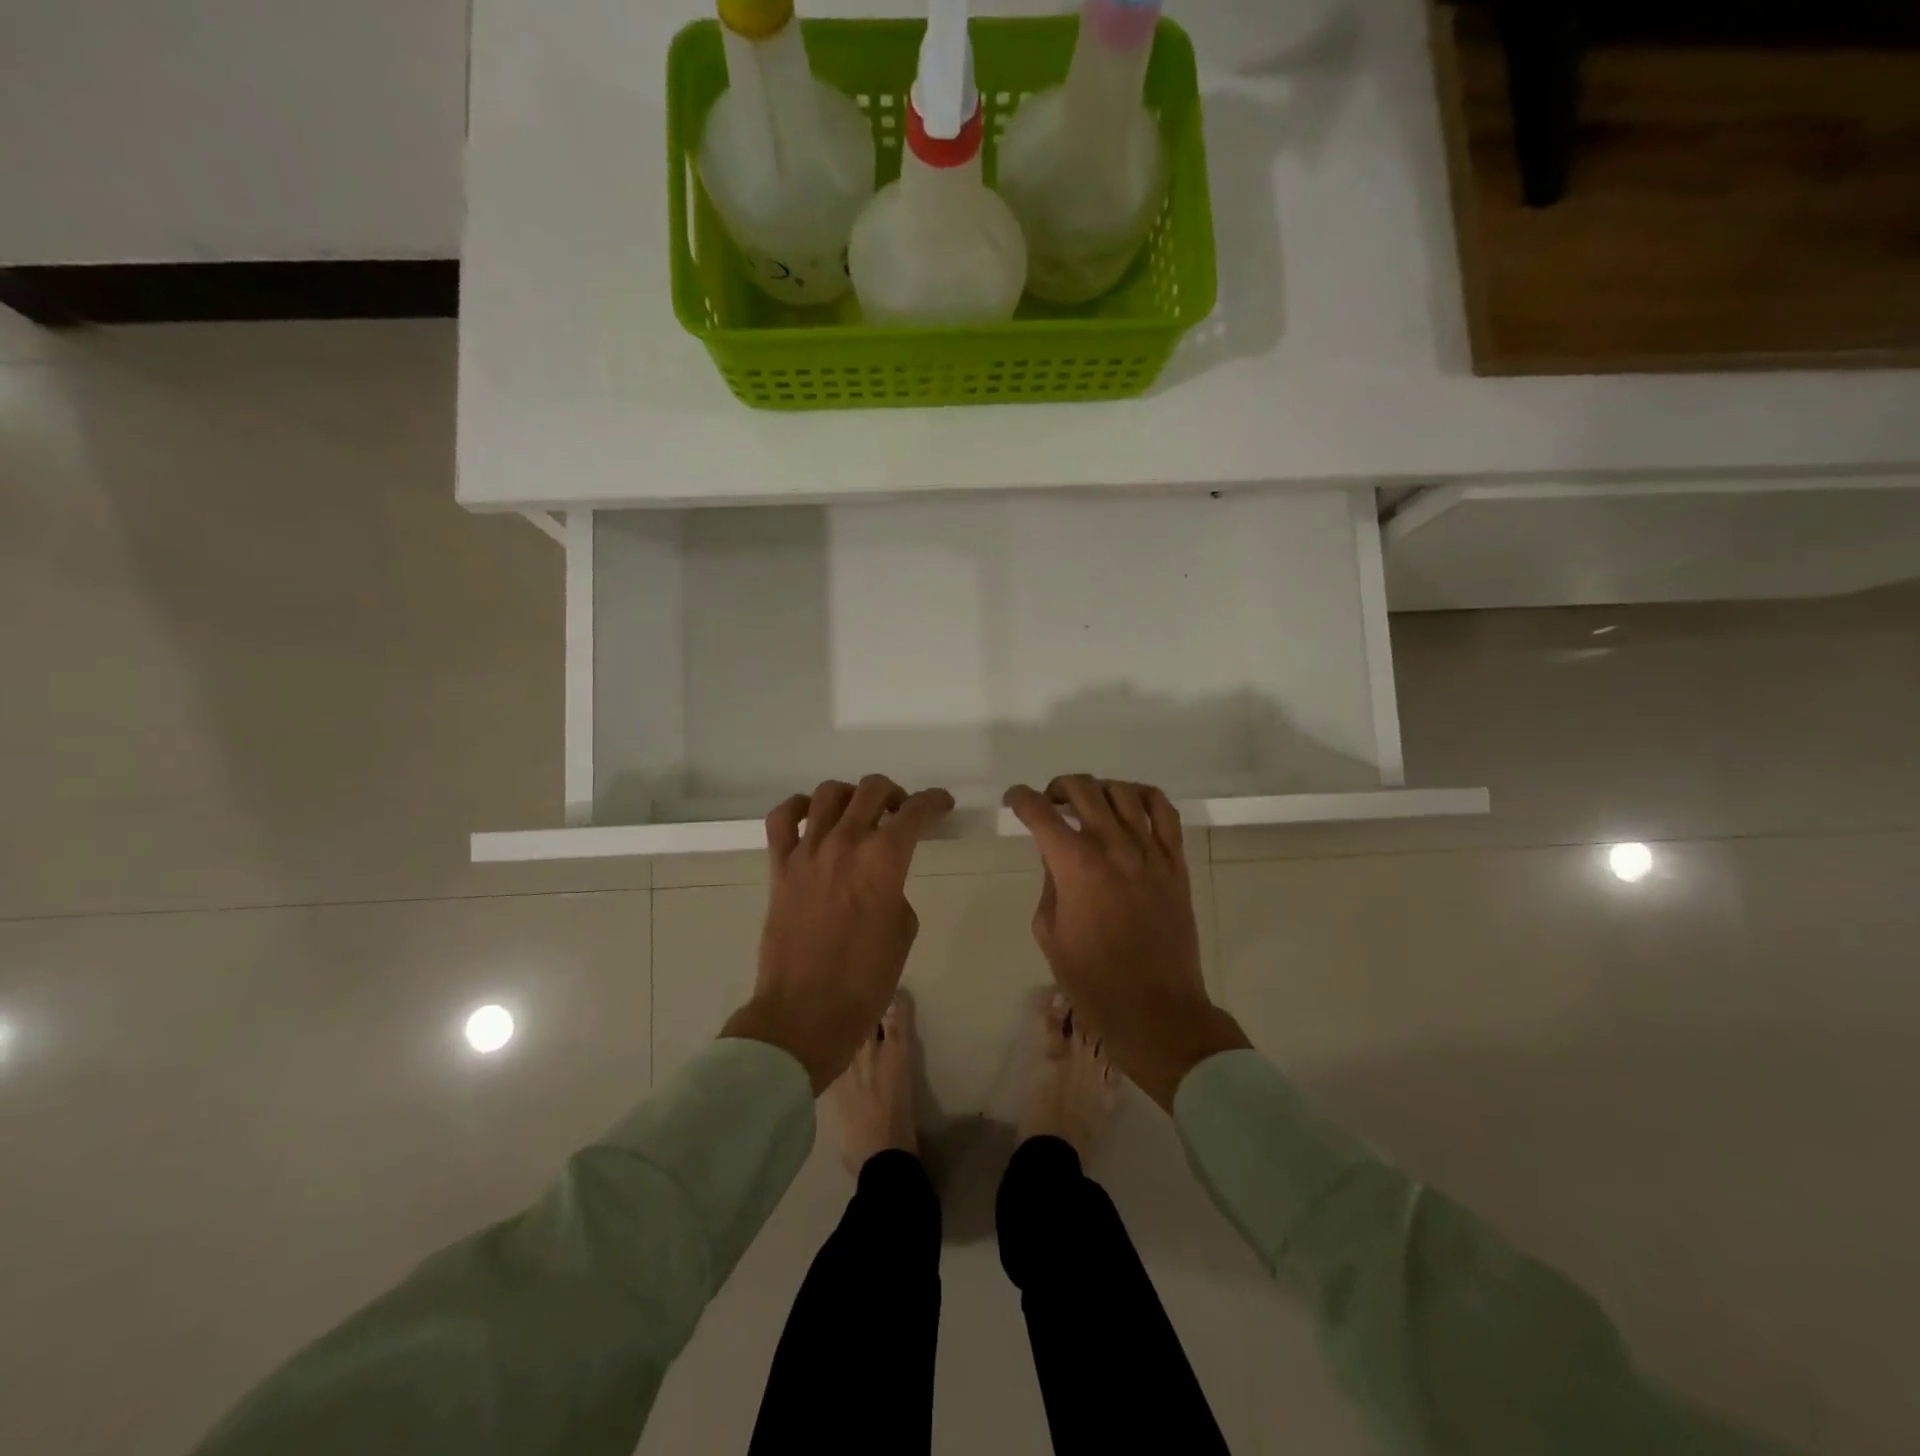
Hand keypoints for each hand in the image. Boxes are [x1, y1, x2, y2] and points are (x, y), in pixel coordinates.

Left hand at [723, 776, 953, 1093]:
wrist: (806, 1013)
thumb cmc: (866, 980)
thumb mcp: (903, 931)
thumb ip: (895, 890)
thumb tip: (880, 878)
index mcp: (884, 860)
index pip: (916, 812)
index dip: (934, 802)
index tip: (942, 804)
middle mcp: (846, 843)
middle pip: (872, 790)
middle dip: (895, 793)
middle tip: (902, 811)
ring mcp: (807, 852)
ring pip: (828, 793)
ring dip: (851, 795)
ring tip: (859, 812)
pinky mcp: (779, 867)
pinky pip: (782, 819)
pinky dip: (799, 807)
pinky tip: (812, 817)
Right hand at [1005, 776, 1249, 1109]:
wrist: (1156, 1010)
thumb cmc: (1093, 981)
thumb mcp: (1050, 932)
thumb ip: (1050, 883)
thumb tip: (1056, 856)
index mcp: (1075, 865)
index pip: (1040, 813)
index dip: (1020, 799)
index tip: (1013, 801)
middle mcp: (1113, 846)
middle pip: (1083, 789)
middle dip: (1057, 787)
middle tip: (1049, 803)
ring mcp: (1150, 851)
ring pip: (1123, 792)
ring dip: (1098, 789)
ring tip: (1088, 804)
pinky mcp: (1175, 863)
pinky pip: (1164, 812)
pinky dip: (1144, 796)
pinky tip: (1130, 804)